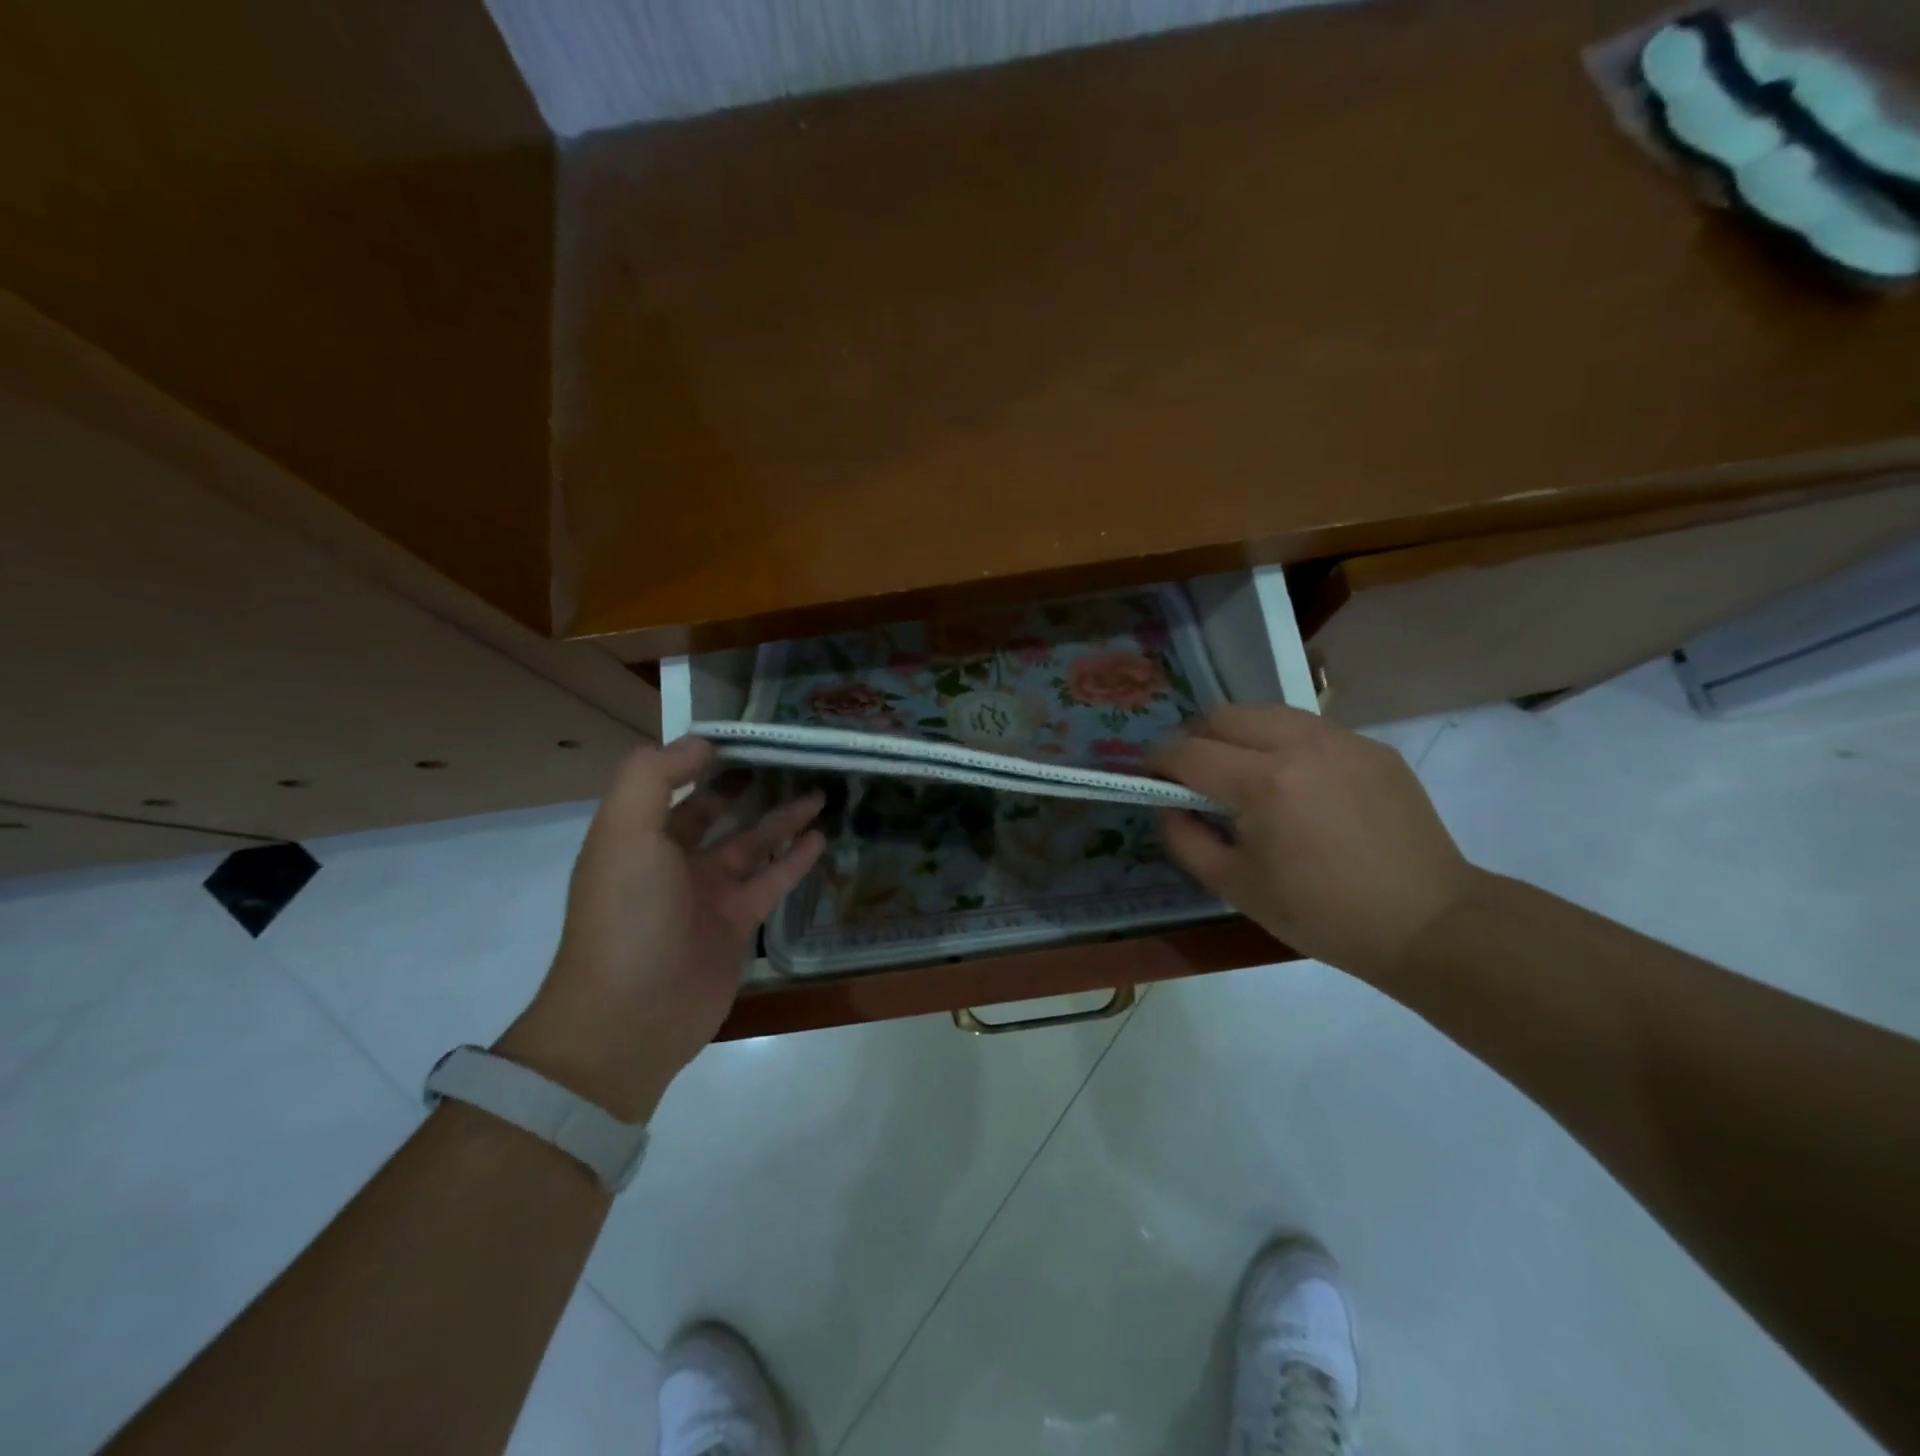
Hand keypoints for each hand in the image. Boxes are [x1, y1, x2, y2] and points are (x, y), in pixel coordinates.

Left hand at [499, 738, 825, 1120]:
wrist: (632, 1017)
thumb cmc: (626, 916)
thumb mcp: (625, 832)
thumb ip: (653, 777)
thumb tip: (701, 741)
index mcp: (638, 835)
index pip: (672, 782)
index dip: (703, 756)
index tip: (744, 734)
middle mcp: (671, 860)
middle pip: (713, 811)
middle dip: (744, 784)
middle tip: (786, 758)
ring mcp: (706, 893)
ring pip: (750, 843)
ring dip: (781, 818)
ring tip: (818, 792)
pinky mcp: (737, 923)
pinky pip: (771, 880)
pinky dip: (794, 859)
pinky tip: (820, 838)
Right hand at [1152, 704, 1481, 982]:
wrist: (1426, 922)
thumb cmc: (1320, 914)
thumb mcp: (1234, 887)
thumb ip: (1184, 839)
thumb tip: (1169, 805)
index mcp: (1262, 783)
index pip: (1188, 751)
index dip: (1158, 760)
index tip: (1151, 775)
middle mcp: (1300, 744)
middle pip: (1223, 714)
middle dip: (1195, 737)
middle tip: (1194, 773)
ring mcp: (1342, 740)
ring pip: (1267, 712)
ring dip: (1240, 734)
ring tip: (1243, 772)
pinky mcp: (1373, 747)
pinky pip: (1310, 729)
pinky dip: (1285, 744)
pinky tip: (1297, 784)